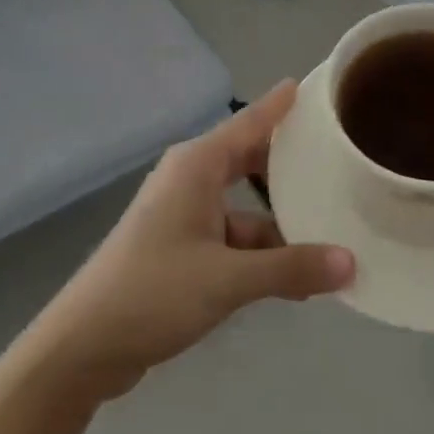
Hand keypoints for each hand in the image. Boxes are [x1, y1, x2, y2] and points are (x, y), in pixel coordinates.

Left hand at [26, 81, 354, 401]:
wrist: (83, 346)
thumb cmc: (153, 292)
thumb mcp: (228, 279)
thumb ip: (290, 269)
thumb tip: (350, 263)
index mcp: (198, 165)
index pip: (250, 121)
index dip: (282, 105)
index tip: (316, 87)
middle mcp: (191, 179)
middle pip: (250, 160)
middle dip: (290, 165)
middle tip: (338, 160)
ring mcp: (184, 214)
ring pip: (244, 207)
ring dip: (280, 223)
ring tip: (331, 232)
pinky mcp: (180, 247)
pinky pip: (232, 237)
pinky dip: (259, 252)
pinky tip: (294, 278)